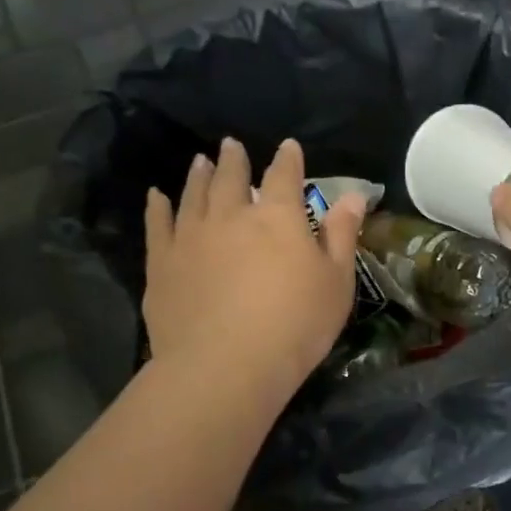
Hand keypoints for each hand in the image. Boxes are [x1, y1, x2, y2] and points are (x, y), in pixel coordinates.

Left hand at [144, 137, 365, 397]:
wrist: (226, 365)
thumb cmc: (296, 326)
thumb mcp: (336, 283)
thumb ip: (342, 236)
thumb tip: (354, 196)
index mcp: (278, 217)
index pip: (285, 177)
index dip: (288, 160)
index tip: (289, 147)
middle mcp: (231, 216)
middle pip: (231, 178)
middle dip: (234, 159)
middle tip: (231, 145)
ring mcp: (191, 237)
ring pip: (193, 195)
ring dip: (198, 176)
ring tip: (200, 162)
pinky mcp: (162, 263)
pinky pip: (158, 224)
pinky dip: (157, 207)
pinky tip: (156, 197)